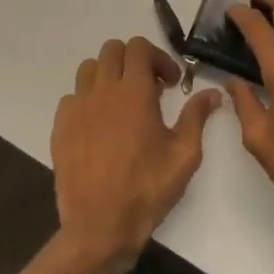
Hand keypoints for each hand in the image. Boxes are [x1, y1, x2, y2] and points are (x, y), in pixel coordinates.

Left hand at [51, 36, 221, 271]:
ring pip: (89, 69)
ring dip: (109, 76)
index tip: (171, 83)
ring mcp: (77, 108)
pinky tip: (100, 125)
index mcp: (134, 92)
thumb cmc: (147, 189)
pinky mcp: (60, 127)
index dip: (158, 58)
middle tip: (150, 89)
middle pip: (112, 50)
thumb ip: (197, 116)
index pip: (139, 47)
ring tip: (123, 103)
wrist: (100, 226)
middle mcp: (102, 91)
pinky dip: (89, 99)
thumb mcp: (184, 154)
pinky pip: (72, 97)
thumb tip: (213, 93)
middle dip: (134, 61)